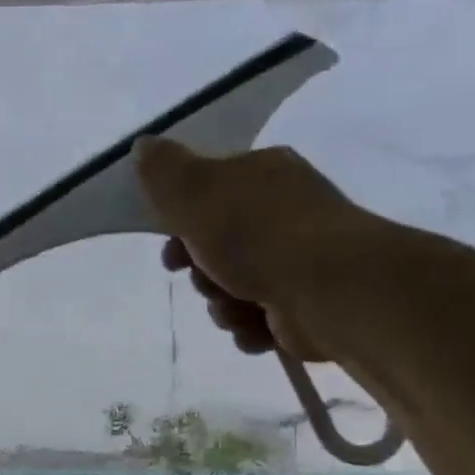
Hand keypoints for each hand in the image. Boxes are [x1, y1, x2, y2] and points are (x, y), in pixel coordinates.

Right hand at [133, 136, 396, 365]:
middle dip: (202, 273)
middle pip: (217, 248)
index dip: (181, 225)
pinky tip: (258, 327)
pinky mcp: (306, 307)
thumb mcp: (196, 191)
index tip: (171, 251)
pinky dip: (250, 328)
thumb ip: (164, 171)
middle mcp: (284, 214)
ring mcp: (298, 262)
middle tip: (206, 279)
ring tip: (237, 307)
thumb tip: (143, 146)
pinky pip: (257, 320)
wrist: (330, 292)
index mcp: (263, 176)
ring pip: (232, 289)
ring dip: (223, 305)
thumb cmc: (258, 236)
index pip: (209, 194)